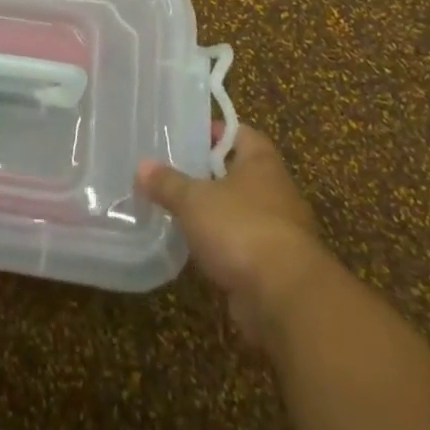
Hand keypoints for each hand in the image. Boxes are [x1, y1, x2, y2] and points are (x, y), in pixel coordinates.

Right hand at [137, 123, 337, 347]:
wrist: (287, 298)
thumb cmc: (241, 228)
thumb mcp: (194, 200)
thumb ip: (167, 183)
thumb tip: (142, 166)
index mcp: (262, 164)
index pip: (243, 133)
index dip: (218, 131)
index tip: (191, 135)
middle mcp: (277, 192)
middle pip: (243, 173)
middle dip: (213, 174)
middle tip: (178, 172)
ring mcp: (281, 232)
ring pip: (244, 211)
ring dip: (219, 213)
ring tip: (181, 211)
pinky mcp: (277, 268)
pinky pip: (246, 246)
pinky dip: (226, 247)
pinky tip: (199, 250)